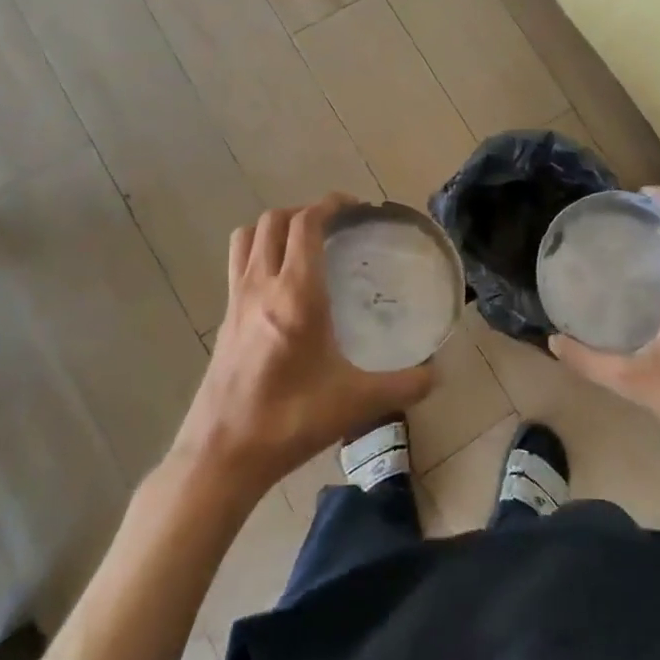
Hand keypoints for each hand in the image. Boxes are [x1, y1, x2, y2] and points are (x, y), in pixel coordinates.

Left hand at [173, 196, 434, 500]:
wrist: (222, 454)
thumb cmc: (290, 420)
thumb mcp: (356, 403)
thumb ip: (404, 386)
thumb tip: (437, 374)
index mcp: (295, 294)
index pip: (306, 224)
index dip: (329, 205)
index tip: (354, 207)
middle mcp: (261, 285)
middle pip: (274, 221)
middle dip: (304, 211)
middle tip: (334, 225)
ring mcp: (236, 300)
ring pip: (248, 237)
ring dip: (275, 228)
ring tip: (303, 244)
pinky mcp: (224, 319)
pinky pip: (238, 265)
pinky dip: (259, 254)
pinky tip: (281, 285)